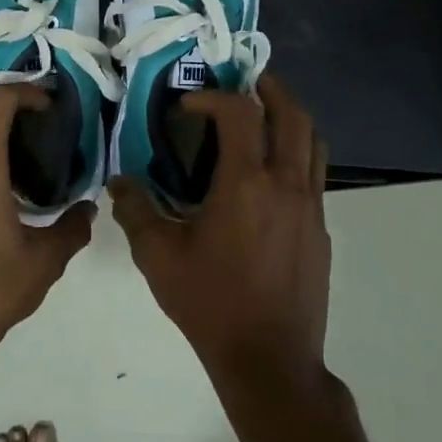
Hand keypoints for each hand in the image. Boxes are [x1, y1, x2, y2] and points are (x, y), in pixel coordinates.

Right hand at [111, 74, 330, 384]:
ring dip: (291, 118)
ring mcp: (311, 207)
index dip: (214, 97)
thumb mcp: (159, 258)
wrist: (269, 360)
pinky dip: (296, 155)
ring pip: (314, 143)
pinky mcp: (321, 230)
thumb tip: (119, 182)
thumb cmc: (211, 303)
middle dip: (271, 89)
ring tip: (265, 116)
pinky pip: (314, 175)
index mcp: (246, 184)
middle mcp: (286, 185)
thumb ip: (136, 212)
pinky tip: (270, 176)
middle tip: (248, 81)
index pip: (240, 114)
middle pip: (294, 116)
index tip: (189, 105)